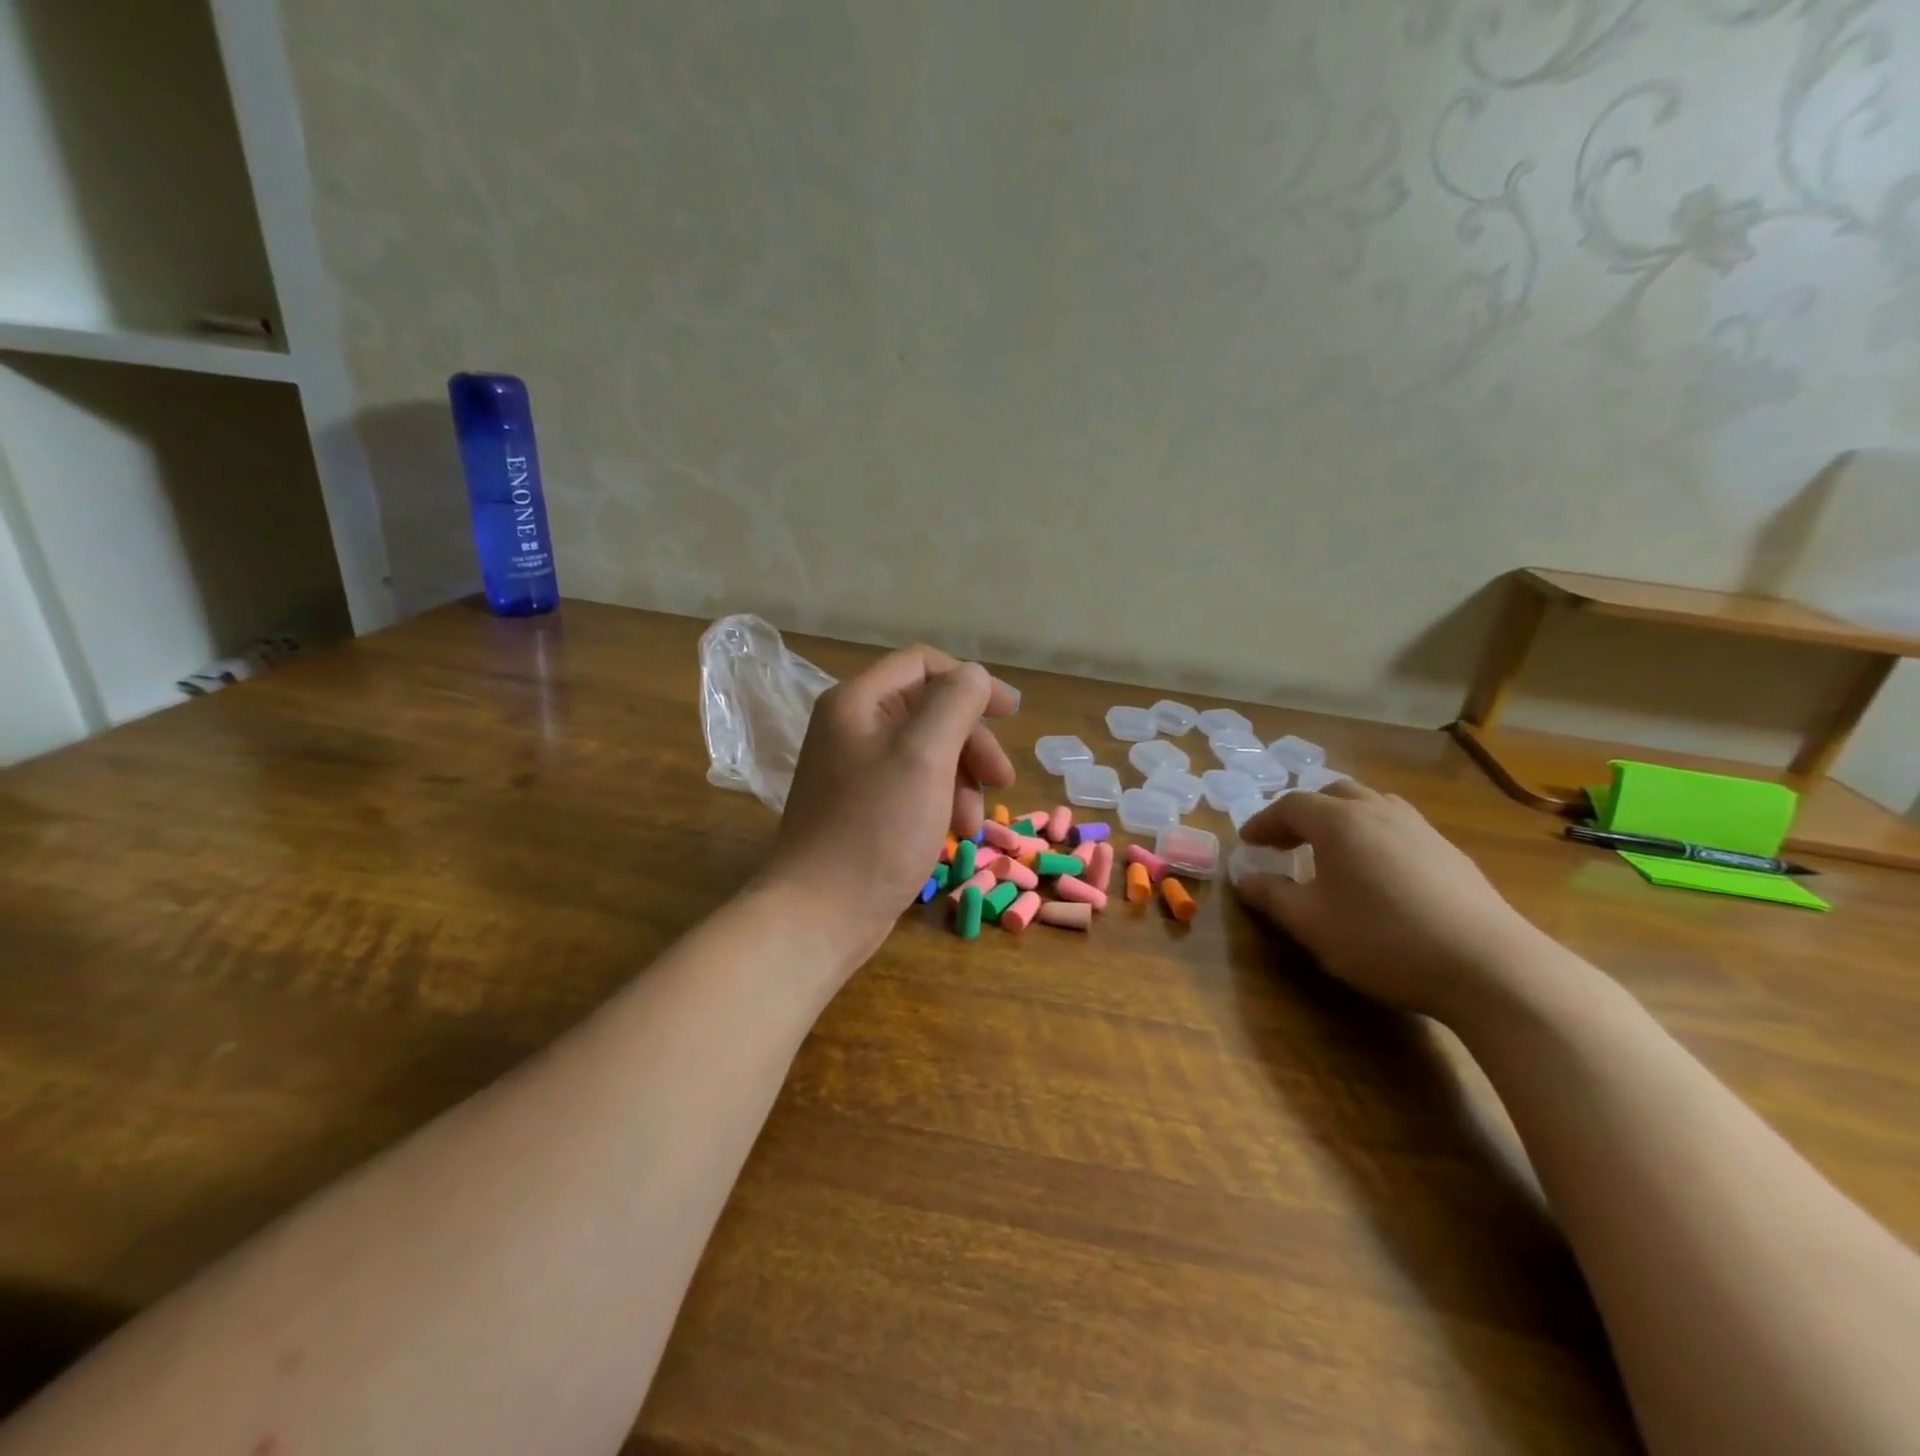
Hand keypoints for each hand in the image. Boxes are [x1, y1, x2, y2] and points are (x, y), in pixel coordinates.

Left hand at [763, 646, 1017, 963]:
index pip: (923, 664)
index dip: (971, 682)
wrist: (821, 912)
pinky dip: (942, 803)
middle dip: (972, 743)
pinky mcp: (864, 807)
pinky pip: (914, 787)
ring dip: (962, 780)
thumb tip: (974, 676)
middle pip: (929, 711)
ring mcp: (855, 770)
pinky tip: (955, 835)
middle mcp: (852, 727)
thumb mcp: (924, 755)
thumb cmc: (876, 827)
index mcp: (858, 702)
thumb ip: (955, 702)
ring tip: (972, 823)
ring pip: (927, 753)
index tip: (1011, 714)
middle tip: (1001, 780)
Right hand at [1233, 780, 1551, 1023]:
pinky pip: (1399, 827)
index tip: (1248, 843)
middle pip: (1333, 794)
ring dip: (1342, 819)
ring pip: (1372, 805)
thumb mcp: (1311, 924)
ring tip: (1331, 851)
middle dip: (1303, 813)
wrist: (1490, 967)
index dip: (1263, 822)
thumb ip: (1270, 896)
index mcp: (1339, 822)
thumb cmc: (1383, 939)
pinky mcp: (1451, 853)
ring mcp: (1421, 829)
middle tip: (1286, 842)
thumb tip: (1243, 878)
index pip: (1290, 806)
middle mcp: (1379, 812)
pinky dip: (1374, 836)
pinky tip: (1378, 874)